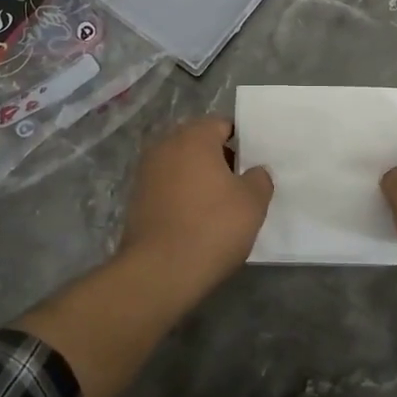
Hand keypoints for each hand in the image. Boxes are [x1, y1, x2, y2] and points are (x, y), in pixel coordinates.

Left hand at [118, 116, 273, 291]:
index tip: (254, 164)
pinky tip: (196, 220)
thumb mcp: (252, 202)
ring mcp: (146, 172)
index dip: (242, 142)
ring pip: (182, 166)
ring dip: (199, 178)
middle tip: (241, 185)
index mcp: (194, 137)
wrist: (159, 271)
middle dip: (219, 159)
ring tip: (219, 205)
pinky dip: (182, 196)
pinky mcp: (136, 198)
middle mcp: (166, 145)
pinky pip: (167, 187)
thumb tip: (255, 171)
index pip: (222, 125)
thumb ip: (260, 178)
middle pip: (199, 143)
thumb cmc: (212, 227)